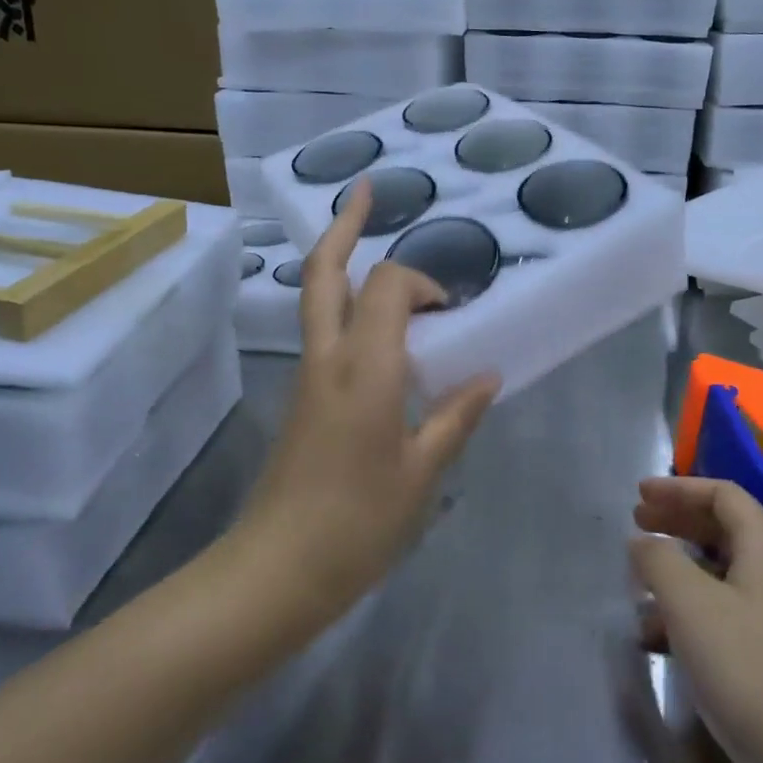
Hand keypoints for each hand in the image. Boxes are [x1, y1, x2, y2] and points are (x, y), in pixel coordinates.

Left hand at [238, 180, 499, 620]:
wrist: (275, 571)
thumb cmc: (358, 524)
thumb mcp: (422, 473)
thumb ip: (455, 417)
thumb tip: (487, 377)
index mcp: (366, 369)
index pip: (391, 286)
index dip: (424, 282)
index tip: (451, 310)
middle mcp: (329, 358)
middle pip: (326, 272)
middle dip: (346, 226)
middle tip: (367, 191)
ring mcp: (308, 375)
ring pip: (318, 297)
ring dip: (344, 262)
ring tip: (371, 242)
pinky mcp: (302, 397)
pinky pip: (325, 331)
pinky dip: (349, 306)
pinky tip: (379, 327)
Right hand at [631, 476, 762, 762]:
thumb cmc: (744, 666)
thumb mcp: (689, 603)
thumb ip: (659, 560)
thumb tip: (643, 542)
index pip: (724, 495)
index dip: (679, 488)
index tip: (639, 494)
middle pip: (722, 529)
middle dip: (676, 523)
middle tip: (636, 524)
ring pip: (718, 574)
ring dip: (676, 570)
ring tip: (638, 582)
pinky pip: (721, 614)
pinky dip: (686, 612)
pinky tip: (653, 636)